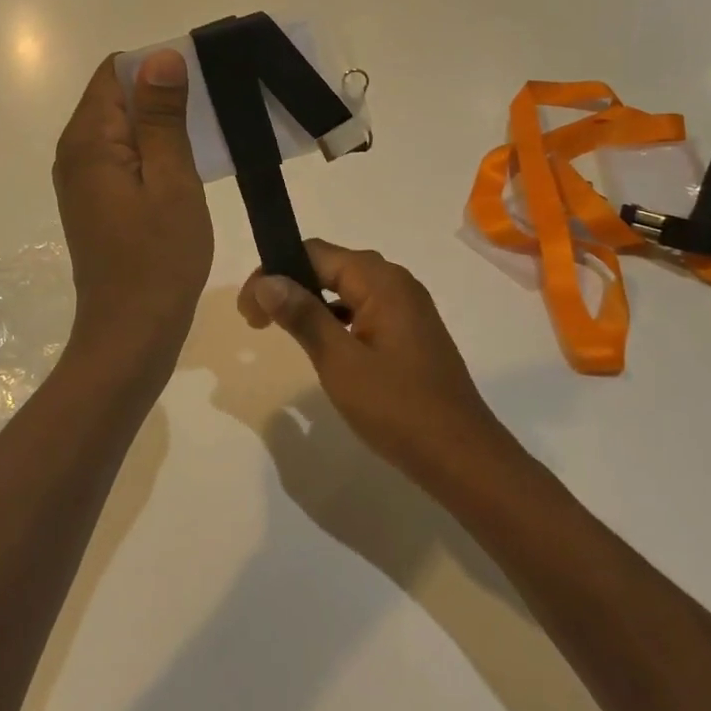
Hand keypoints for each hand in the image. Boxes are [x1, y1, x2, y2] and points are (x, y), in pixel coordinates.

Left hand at [54, 51, 213, 357]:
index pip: (115, 72)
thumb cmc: (158, 259)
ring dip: (163, 126)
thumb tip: (160, 56)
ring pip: (123, 129)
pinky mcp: (96, 202)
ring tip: (209, 137)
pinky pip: (124, 158)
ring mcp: (84, 180)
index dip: (158, 67)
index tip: (203, 81)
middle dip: (163, 96)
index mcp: (88, 141)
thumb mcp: (171, 181)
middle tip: (215, 111)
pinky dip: (154, 153)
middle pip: (117, 98)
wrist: (131, 334)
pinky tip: (187, 169)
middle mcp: (75, 153)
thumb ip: (162, 117)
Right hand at [238, 241, 502, 481]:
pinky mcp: (410, 332)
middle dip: (289, 285)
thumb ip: (303, 315)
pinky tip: (321, 345)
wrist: (462, 458)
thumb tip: (266, 280)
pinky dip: (334, 319)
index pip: (314, 253)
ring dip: (310, 303)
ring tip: (280, 330)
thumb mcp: (340, 362)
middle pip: (329, 266)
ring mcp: (407, 307)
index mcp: (380, 280)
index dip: (274, 272)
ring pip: (345, 289)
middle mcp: (396, 282)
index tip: (248, 310)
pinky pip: (362, 309)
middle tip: (257, 321)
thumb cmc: (398, 408)